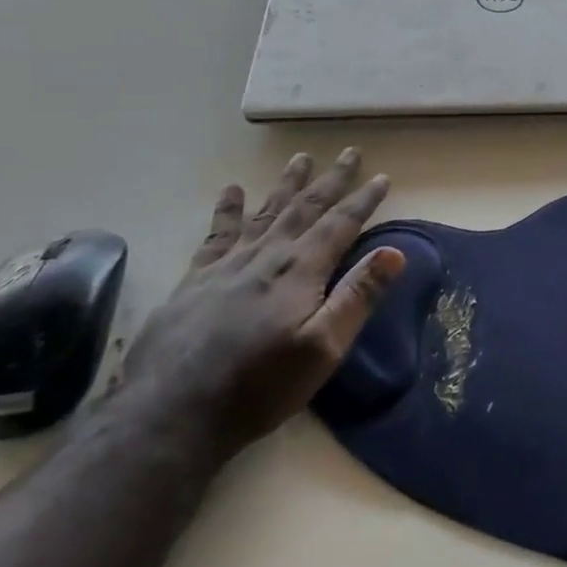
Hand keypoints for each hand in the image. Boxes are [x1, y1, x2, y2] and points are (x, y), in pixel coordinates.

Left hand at [119, 150, 403, 461]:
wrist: (172, 413)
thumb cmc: (259, 386)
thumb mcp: (323, 349)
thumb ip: (358, 297)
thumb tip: (394, 251)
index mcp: (300, 271)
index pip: (340, 224)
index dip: (363, 199)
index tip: (382, 176)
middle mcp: (267, 256)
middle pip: (305, 208)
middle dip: (331, 180)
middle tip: (348, 153)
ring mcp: (227, 265)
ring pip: (265, 212)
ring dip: (286, 184)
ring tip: (300, 158)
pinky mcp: (195, 280)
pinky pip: (217, 234)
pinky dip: (227, 209)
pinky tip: (232, 190)